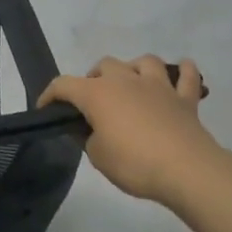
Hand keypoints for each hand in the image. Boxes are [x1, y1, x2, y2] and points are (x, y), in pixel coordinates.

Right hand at [40, 54, 231, 208]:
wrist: (186, 169)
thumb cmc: (134, 163)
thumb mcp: (97, 156)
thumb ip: (88, 138)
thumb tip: (90, 129)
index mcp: (97, 94)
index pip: (63, 85)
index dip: (50, 95)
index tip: (45, 109)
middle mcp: (125, 80)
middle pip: (104, 65)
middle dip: (94, 79)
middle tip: (93, 102)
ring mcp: (158, 86)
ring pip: (144, 61)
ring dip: (134, 68)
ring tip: (131, 84)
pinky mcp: (185, 99)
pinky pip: (187, 76)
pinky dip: (183, 71)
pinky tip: (181, 71)